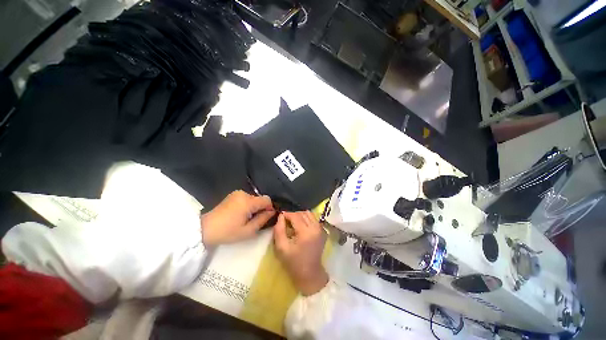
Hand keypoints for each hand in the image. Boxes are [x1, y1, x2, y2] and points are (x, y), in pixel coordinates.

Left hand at [201, 190, 274, 246]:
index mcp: (248, 201)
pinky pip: (246, 198)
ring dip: (254, 207)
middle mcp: (243, 193)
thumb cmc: (227, 232)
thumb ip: (263, 219)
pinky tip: (240, 214)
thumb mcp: (248, 231)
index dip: (270, 208)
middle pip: (260, 199)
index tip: (266, 217)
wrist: (204, 229)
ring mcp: (237, 193)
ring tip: (246, 218)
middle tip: (255, 221)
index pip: (267, 200)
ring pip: (253, 199)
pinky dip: (247, 205)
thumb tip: (272, 212)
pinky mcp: (232, 195)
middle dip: (261, 208)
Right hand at [274, 211, 328, 295]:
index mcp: (306, 232)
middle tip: (286, 220)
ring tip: (293, 222)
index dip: (287, 214)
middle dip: (293, 214)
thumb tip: (281, 216)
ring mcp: (321, 229)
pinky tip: (301, 226)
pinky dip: (306, 219)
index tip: (280, 216)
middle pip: (303, 213)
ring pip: (309, 214)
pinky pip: (314, 219)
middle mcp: (315, 228)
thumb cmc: (294, 262)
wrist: (310, 274)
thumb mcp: (281, 248)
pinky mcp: (323, 231)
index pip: (295, 216)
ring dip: (300, 215)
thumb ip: (279, 230)